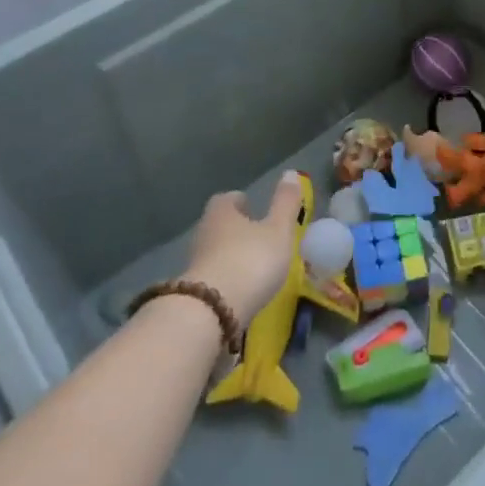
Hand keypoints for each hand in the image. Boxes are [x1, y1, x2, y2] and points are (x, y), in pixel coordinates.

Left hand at [181, 173, 305, 326]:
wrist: (212, 312)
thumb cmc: (251, 260)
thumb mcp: (278, 230)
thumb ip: (285, 203)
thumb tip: (290, 172)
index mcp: (222, 212)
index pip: (227, 199)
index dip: (240, 202)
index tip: (253, 208)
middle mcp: (204, 233)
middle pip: (219, 225)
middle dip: (236, 230)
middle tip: (257, 237)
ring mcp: (195, 264)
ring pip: (215, 252)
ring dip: (231, 256)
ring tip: (254, 266)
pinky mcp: (194, 293)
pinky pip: (213, 279)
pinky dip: (226, 280)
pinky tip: (242, 291)